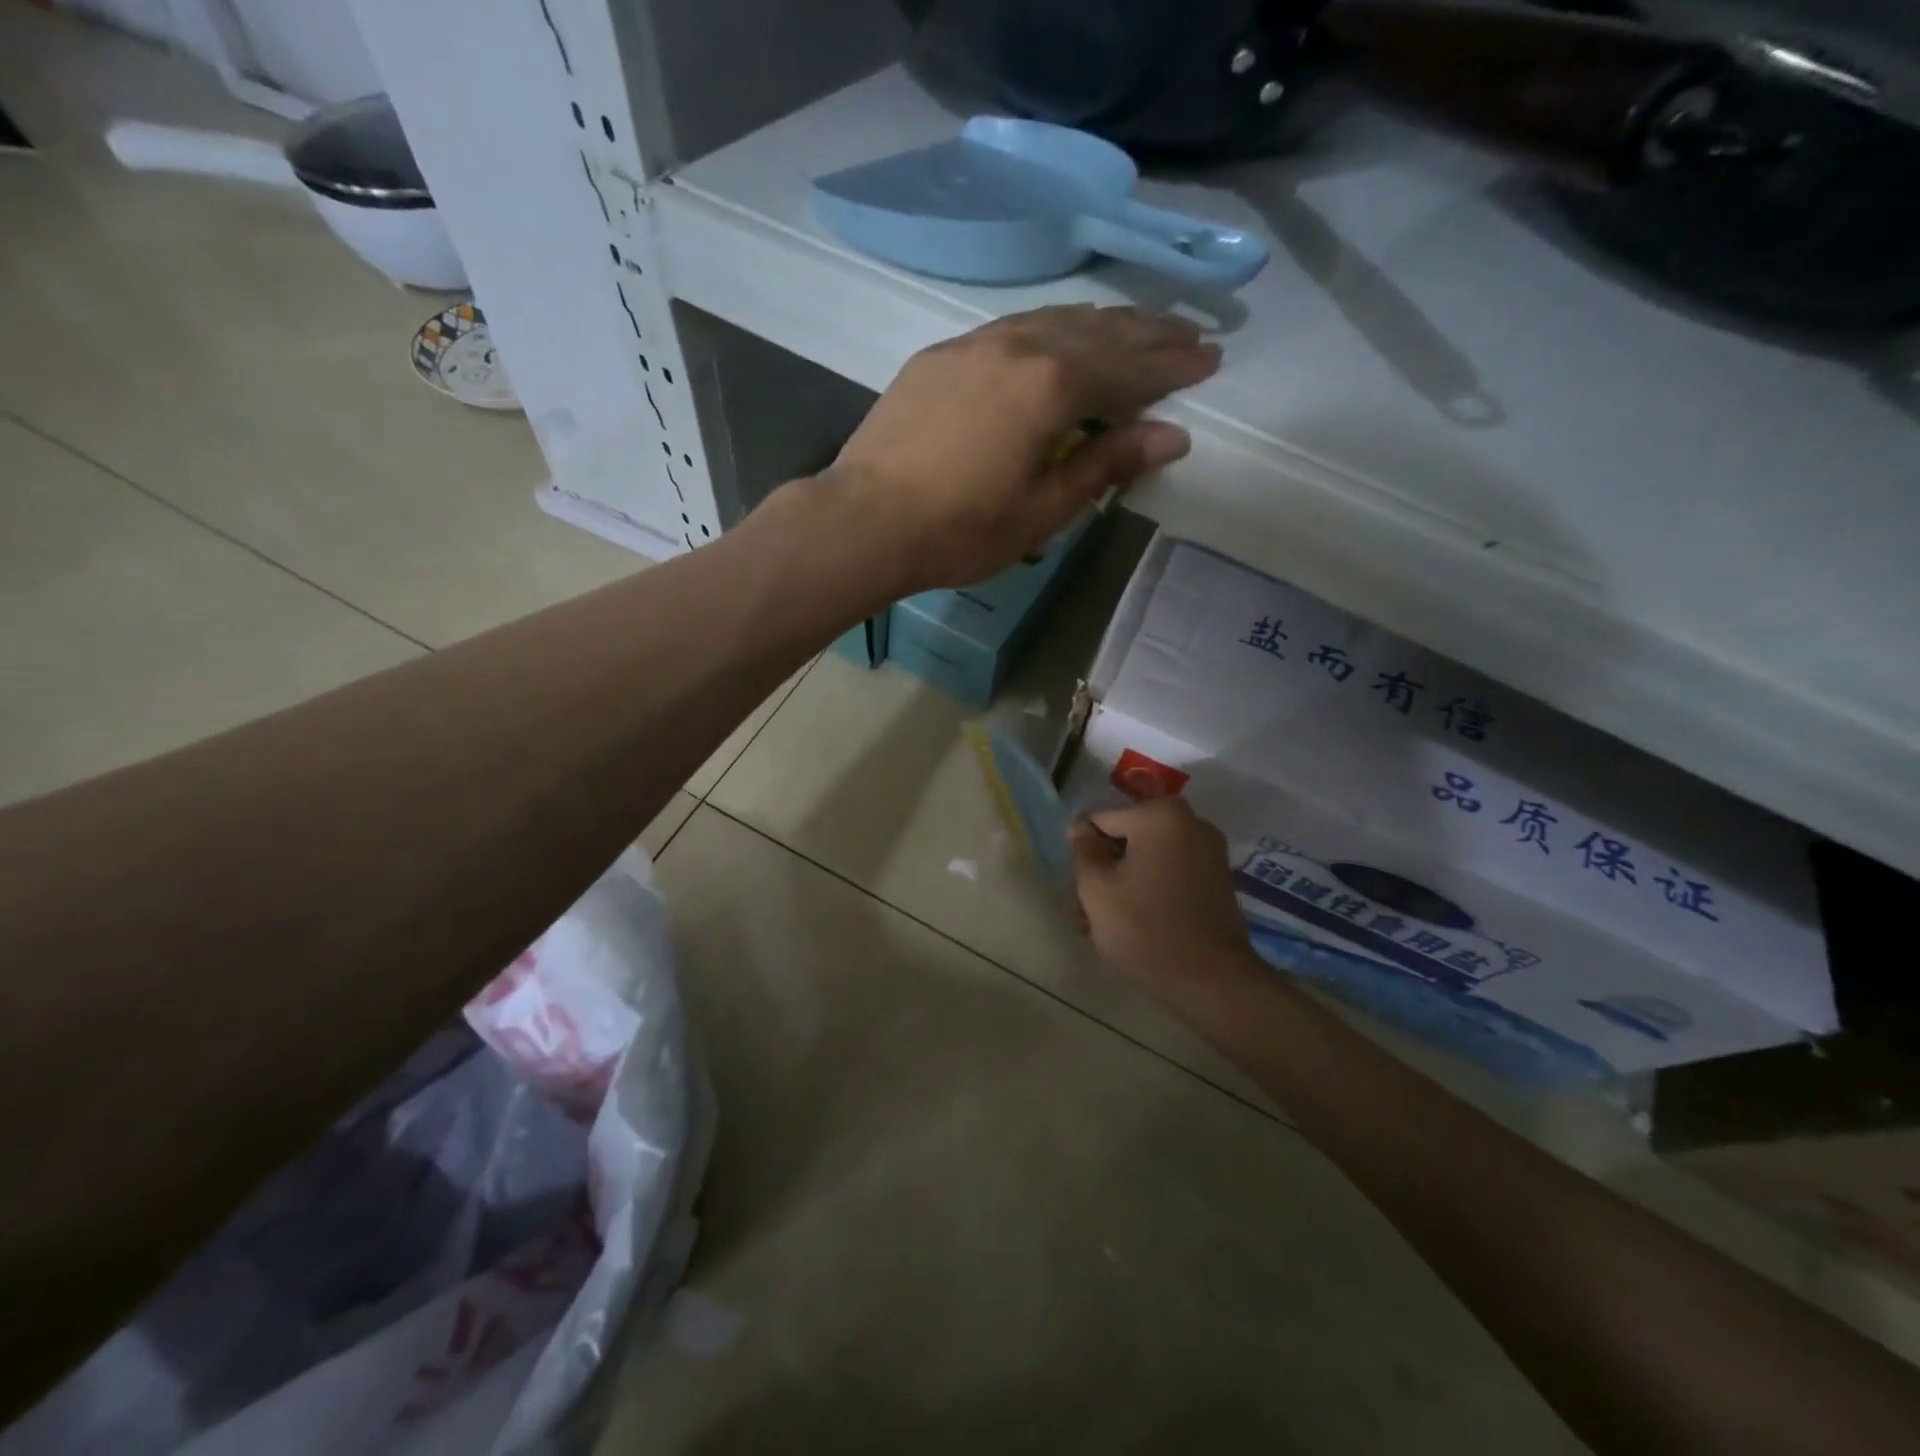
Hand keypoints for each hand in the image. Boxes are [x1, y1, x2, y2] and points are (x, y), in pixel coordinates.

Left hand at [822, 305, 1219, 593]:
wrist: (865, 520)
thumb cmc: (961, 529)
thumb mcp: (1044, 509)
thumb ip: (1107, 463)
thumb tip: (1173, 435)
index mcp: (1053, 384)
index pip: (1131, 366)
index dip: (1174, 364)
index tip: (1210, 358)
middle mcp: (1020, 344)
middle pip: (1099, 330)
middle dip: (1148, 331)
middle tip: (1188, 332)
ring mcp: (975, 343)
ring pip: (1055, 319)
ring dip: (1101, 322)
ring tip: (1134, 326)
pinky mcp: (942, 355)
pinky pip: (1014, 327)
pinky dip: (1051, 329)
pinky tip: (1057, 338)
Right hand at [1069, 797, 1259, 1002]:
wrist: (1213, 983)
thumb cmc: (1145, 930)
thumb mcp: (1096, 890)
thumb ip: (1082, 851)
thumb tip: (1080, 828)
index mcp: (1159, 816)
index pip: (1100, 820)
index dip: (1082, 852)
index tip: (1076, 888)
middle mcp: (1189, 823)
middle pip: (1126, 840)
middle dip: (1102, 871)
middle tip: (1082, 911)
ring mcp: (1207, 851)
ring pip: (1146, 860)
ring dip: (1121, 885)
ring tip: (1098, 926)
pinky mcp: (1216, 879)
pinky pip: (1168, 874)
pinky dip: (1147, 891)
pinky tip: (1130, 924)